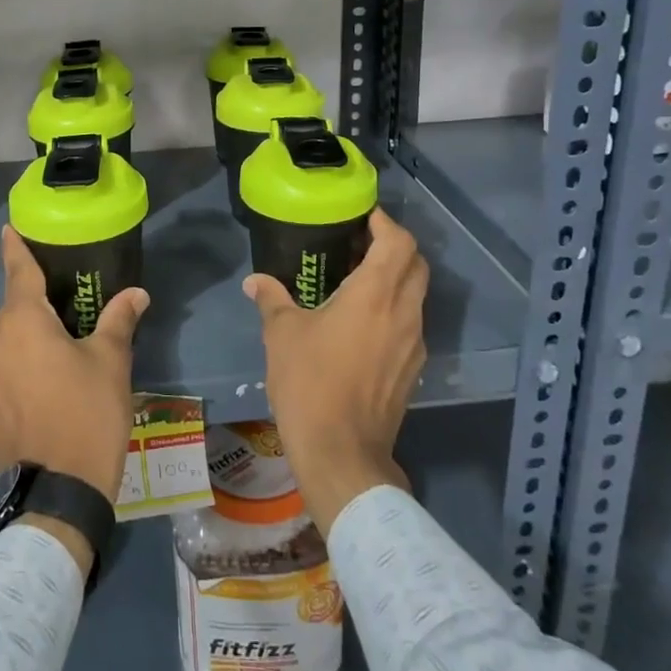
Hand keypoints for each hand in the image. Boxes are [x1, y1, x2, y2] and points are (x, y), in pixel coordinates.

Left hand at [0, 227, 148, 547]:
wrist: (57, 491)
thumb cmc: (87, 414)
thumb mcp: (110, 362)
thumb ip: (118, 320)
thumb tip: (136, 293)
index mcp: (22, 322)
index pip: (18, 271)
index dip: (15, 248)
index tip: (9, 229)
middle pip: (14, 308)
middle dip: (36, 303)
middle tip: (66, 306)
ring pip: (6, 340)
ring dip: (27, 337)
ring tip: (58, 351)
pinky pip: (0, 367)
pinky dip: (17, 363)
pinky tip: (42, 381)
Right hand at [244, 206, 428, 537]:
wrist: (341, 453)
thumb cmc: (310, 383)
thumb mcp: (282, 335)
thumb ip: (272, 299)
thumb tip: (255, 281)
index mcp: (375, 295)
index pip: (398, 242)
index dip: (385, 223)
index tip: (363, 216)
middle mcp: (404, 313)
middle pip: (416, 264)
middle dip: (394, 246)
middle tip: (360, 243)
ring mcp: (414, 344)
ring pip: (416, 295)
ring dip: (395, 278)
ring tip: (357, 280)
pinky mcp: (412, 369)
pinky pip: (410, 323)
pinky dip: (394, 309)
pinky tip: (362, 323)